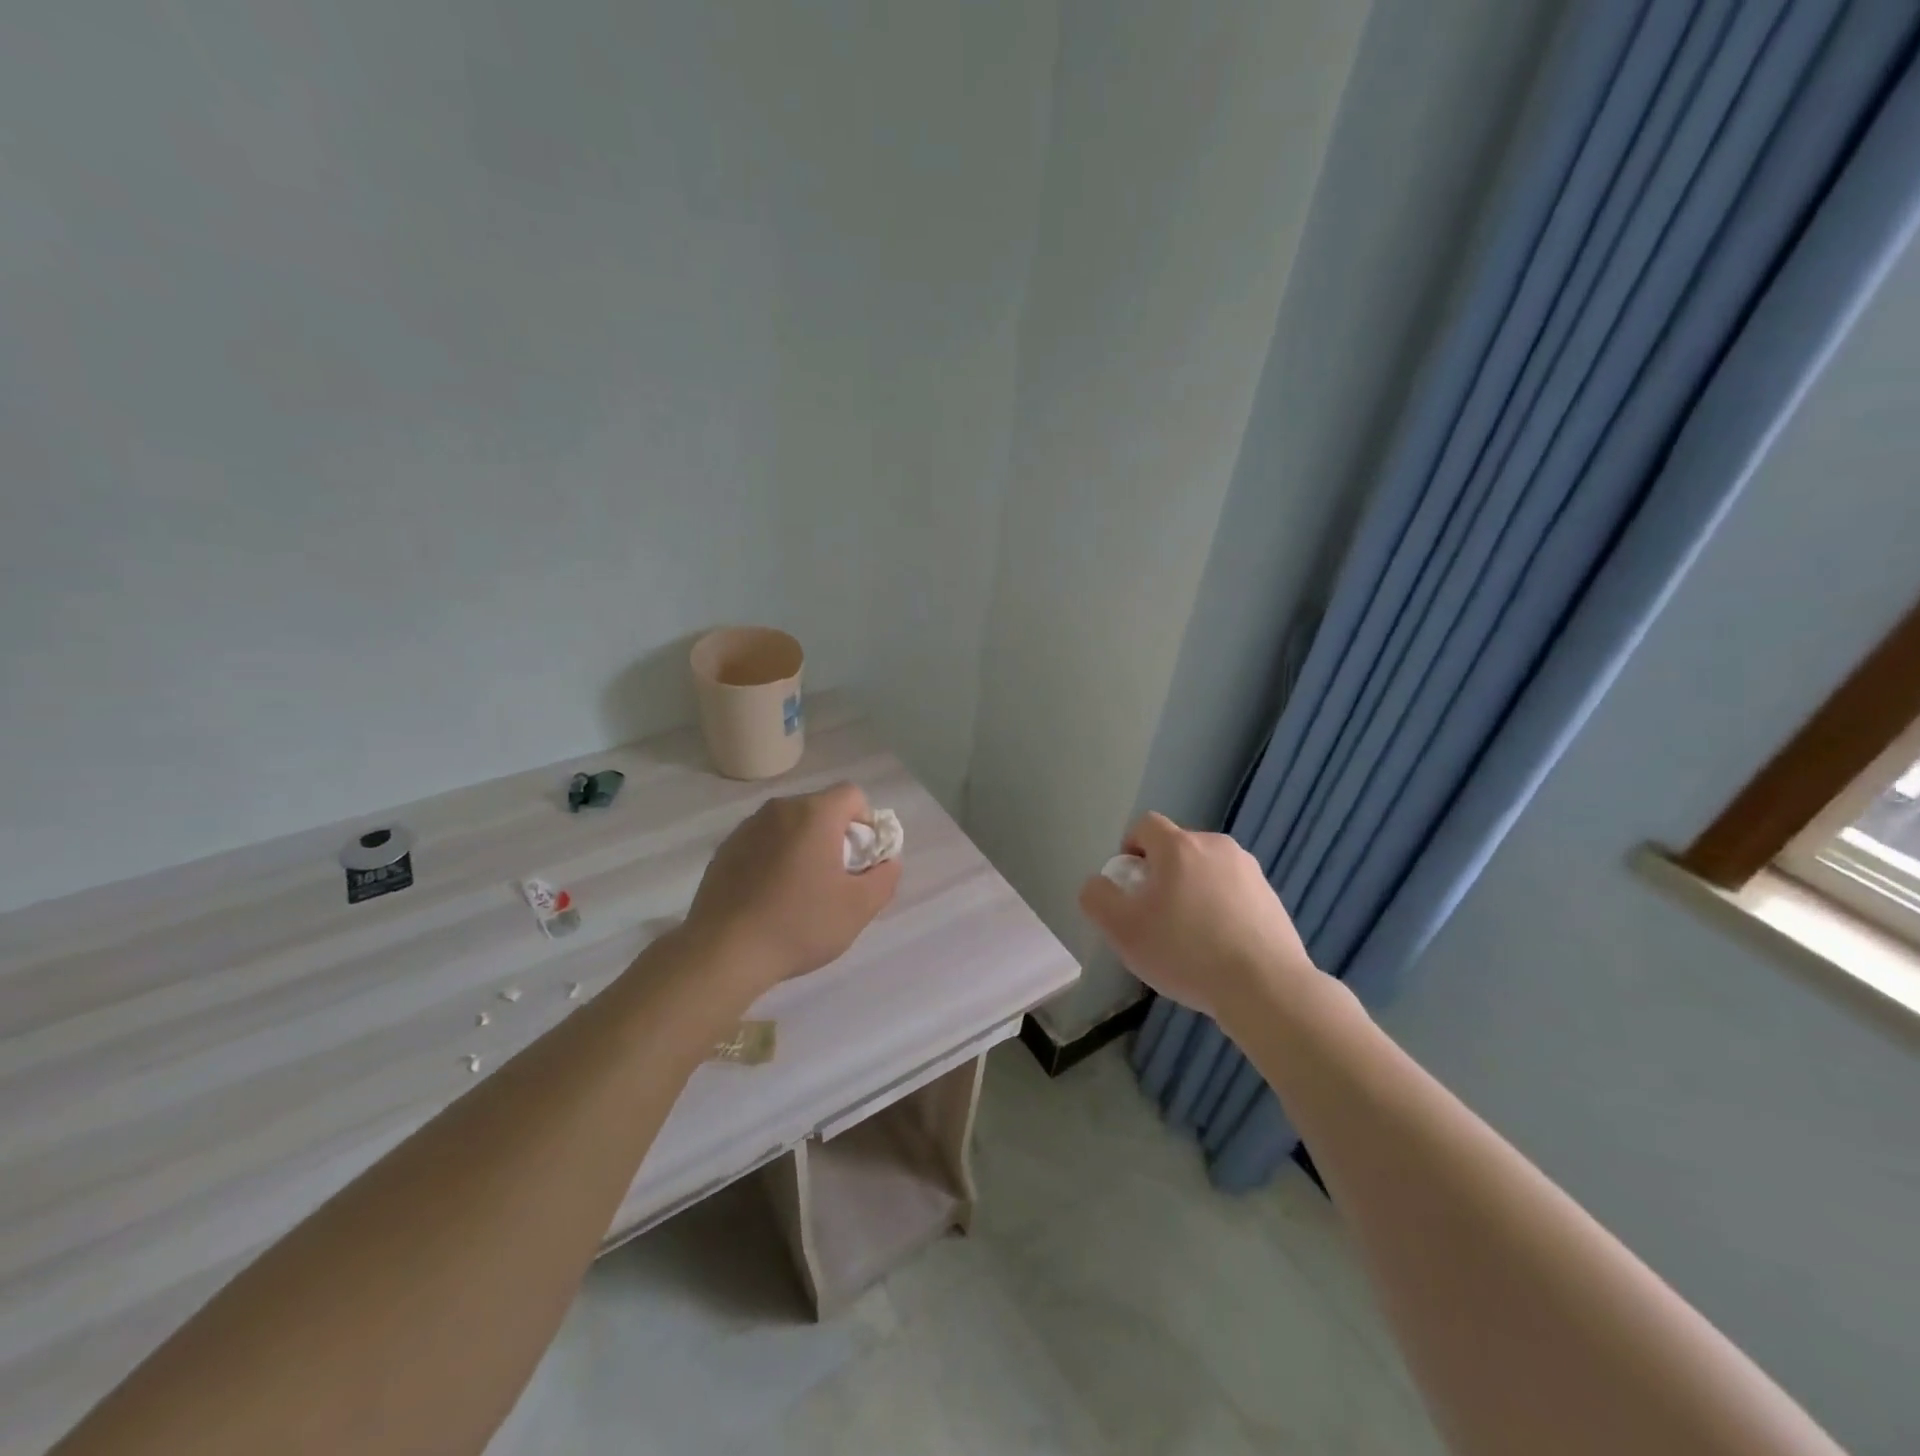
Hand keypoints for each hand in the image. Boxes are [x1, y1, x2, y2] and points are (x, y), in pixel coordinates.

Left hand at [681, 782, 900, 994]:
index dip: (866, 823)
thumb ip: (885, 877)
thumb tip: (888, 862)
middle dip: (834, 836)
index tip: (860, 861)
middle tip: (834, 879)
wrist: (723, 952)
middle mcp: (779, 809)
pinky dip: (773, 859)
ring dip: (802, 847)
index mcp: (814, 814)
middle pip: (820, 809)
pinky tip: (769, 898)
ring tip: (799, 891)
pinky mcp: (724, 850)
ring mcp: (746, 828)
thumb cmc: (799, 924)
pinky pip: (762, 843)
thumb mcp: (858, 908)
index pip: (853, 795)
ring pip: (789, 826)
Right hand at [1078, 812, 1317, 1025]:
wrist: (1265, 988)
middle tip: (1155, 917)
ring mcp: (1250, 871)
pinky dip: (1221, 910)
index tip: (1130, 887)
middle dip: (1161, 875)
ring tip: (1190, 938)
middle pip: (1177, 849)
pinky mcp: (1272, 897)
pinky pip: (1233, 893)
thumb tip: (1099, 884)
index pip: (1145, 826)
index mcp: (1179, 846)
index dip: (1130, 850)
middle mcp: (1216, 846)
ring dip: (1192, 892)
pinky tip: (1220, 949)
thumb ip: (1097, 898)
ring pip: (1206, 871)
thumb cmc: (1185, 952)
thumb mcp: (1121, 930)